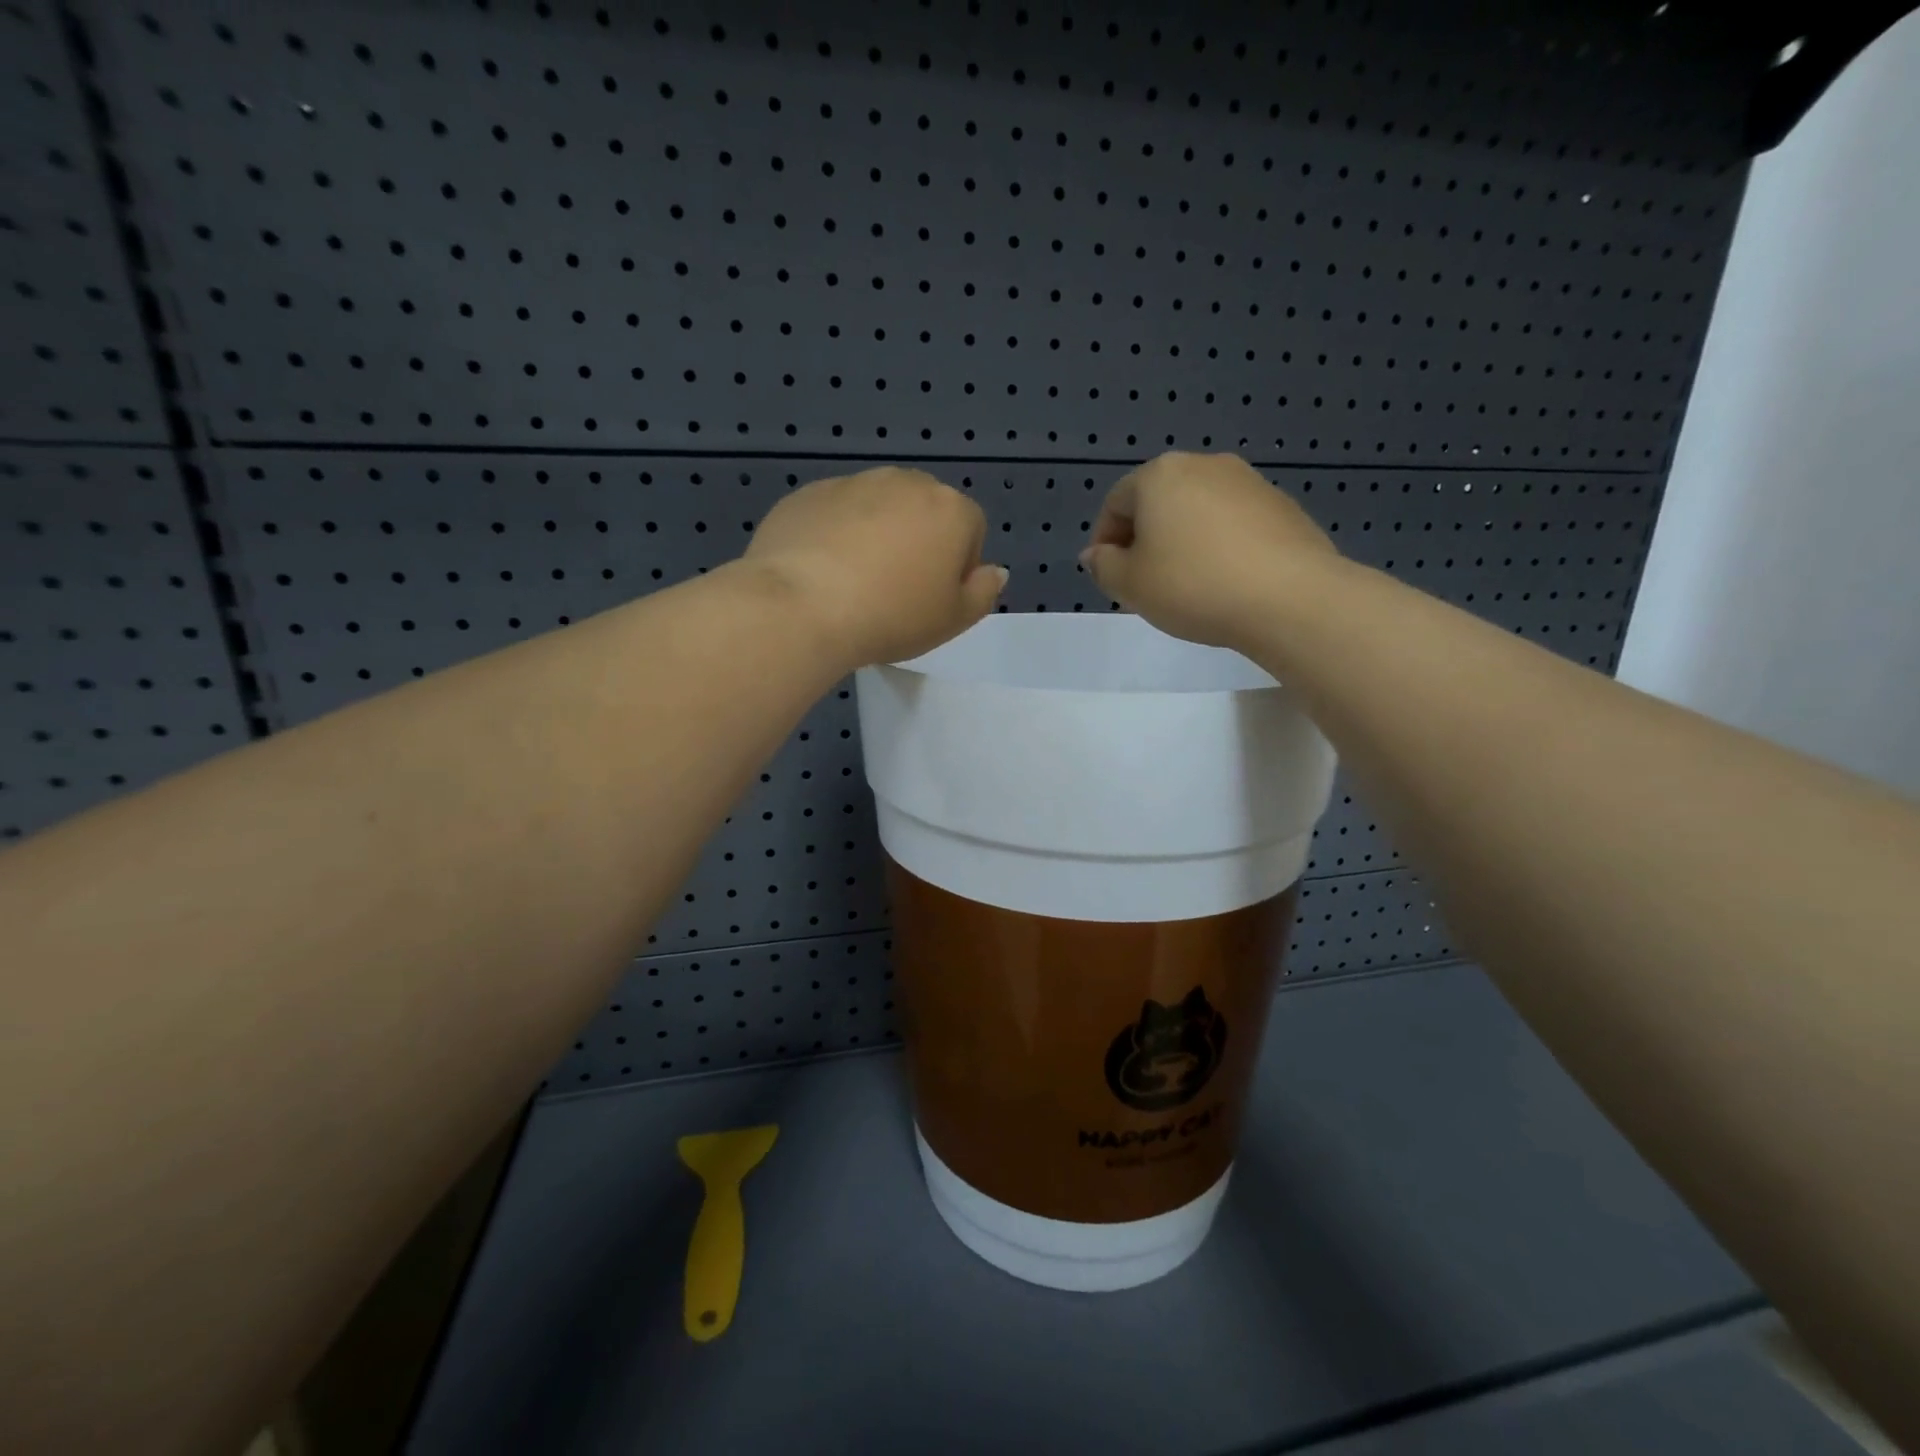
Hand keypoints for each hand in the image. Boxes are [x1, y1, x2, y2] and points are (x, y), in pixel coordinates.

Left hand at [743, 467, 1006, 669]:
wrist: (803, 606)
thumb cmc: (893, 616)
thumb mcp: (954, 620)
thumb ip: (983, 592)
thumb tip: (994, 571)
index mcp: (951, 509)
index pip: (971, 530)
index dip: (957, 568)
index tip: (932, 599)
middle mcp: (905, 482)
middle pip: (924, 512)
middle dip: (916, 543)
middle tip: (894, 591)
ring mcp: (853, 483)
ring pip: (877, 509)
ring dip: (875, 536)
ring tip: (853, 583)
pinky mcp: (808, 493)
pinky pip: (834, 514)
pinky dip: (833, 536)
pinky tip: (820, 573)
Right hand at [1081, 452, 1337, 650]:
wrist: (1289, 598)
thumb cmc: (1193, 586)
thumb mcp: (1130, 584)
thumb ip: (1103, 566)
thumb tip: (1097, 554)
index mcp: (1160, 475)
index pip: (1115, 502)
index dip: (1104, 542)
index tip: (1109, 577)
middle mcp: (1205, 465)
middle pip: (1159, 501)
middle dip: (1145, 540)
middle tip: (1144, 583)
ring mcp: (1249, 482)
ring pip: (1198, 511)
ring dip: (1183, 542)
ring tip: (1186, 585)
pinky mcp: (1282, 507)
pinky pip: (1234, 524)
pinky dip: (1219, 546)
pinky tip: (1225, 581)